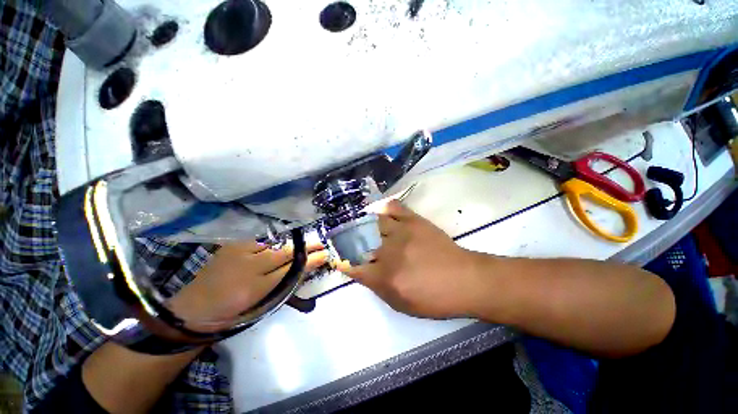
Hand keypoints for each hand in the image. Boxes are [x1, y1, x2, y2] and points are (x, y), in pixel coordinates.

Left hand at [169, 241, 328, 331]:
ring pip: (274, 244)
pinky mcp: (232, 245)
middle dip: (306, 248)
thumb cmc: (231, 313)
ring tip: (304, 241)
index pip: (292, 270)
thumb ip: (284, 286)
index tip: (325, 254)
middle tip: (320, 244)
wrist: (193, 308)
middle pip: (285, 253)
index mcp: (256, 289)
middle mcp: (248, 268)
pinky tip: (280, 240)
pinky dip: (272, 240)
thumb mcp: (260, 305)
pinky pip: (260, 239)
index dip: (310, 261)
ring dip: (291, 243)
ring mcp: (238, 253)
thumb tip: (305, 270)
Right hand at [338, 200, 484, 318]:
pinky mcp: (414, 221)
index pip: (352, 266)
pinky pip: (394, 207)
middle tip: (344, 238)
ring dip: (362, 224)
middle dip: (347, 240)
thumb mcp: (401, 304)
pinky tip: (380, 212)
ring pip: (373, 222)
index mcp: (384, 276)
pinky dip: (384, 208)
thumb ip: (377, 287)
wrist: (464, 280)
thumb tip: (362, 271)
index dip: (342, 261)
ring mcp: (401, 232)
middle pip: (359, 241)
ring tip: (359, 224)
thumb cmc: (433, 298)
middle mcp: (388, 252)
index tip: (339, 257)